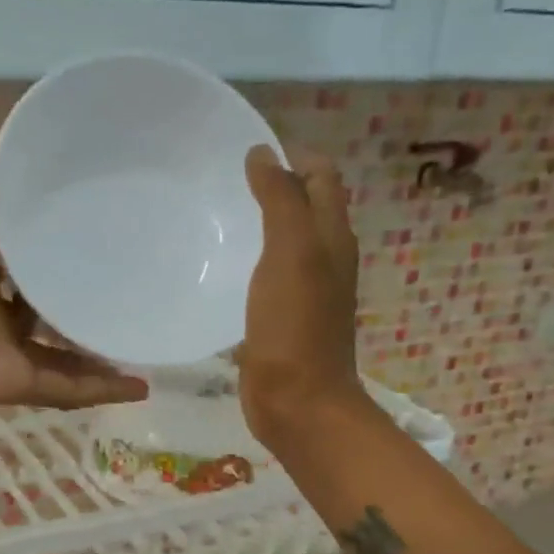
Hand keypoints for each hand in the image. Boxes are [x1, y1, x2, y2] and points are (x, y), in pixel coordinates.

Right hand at [237, 146, 361, 446]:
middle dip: (278, 186)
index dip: (295, 158)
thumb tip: (264, 154)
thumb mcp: (290, 253)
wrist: (298, 401)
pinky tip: (224, 267)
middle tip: (229, 179)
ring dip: (264, 224)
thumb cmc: (295, 326)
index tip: (251, 152)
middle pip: (307, 208)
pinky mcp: (282, 319)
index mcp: (332, 238)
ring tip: (221, 215)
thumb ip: (280, 200)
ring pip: (287, 243)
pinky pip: (270, 277)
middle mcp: (324, 260)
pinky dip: (253, 261)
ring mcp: (304, 292)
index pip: (322, 179)